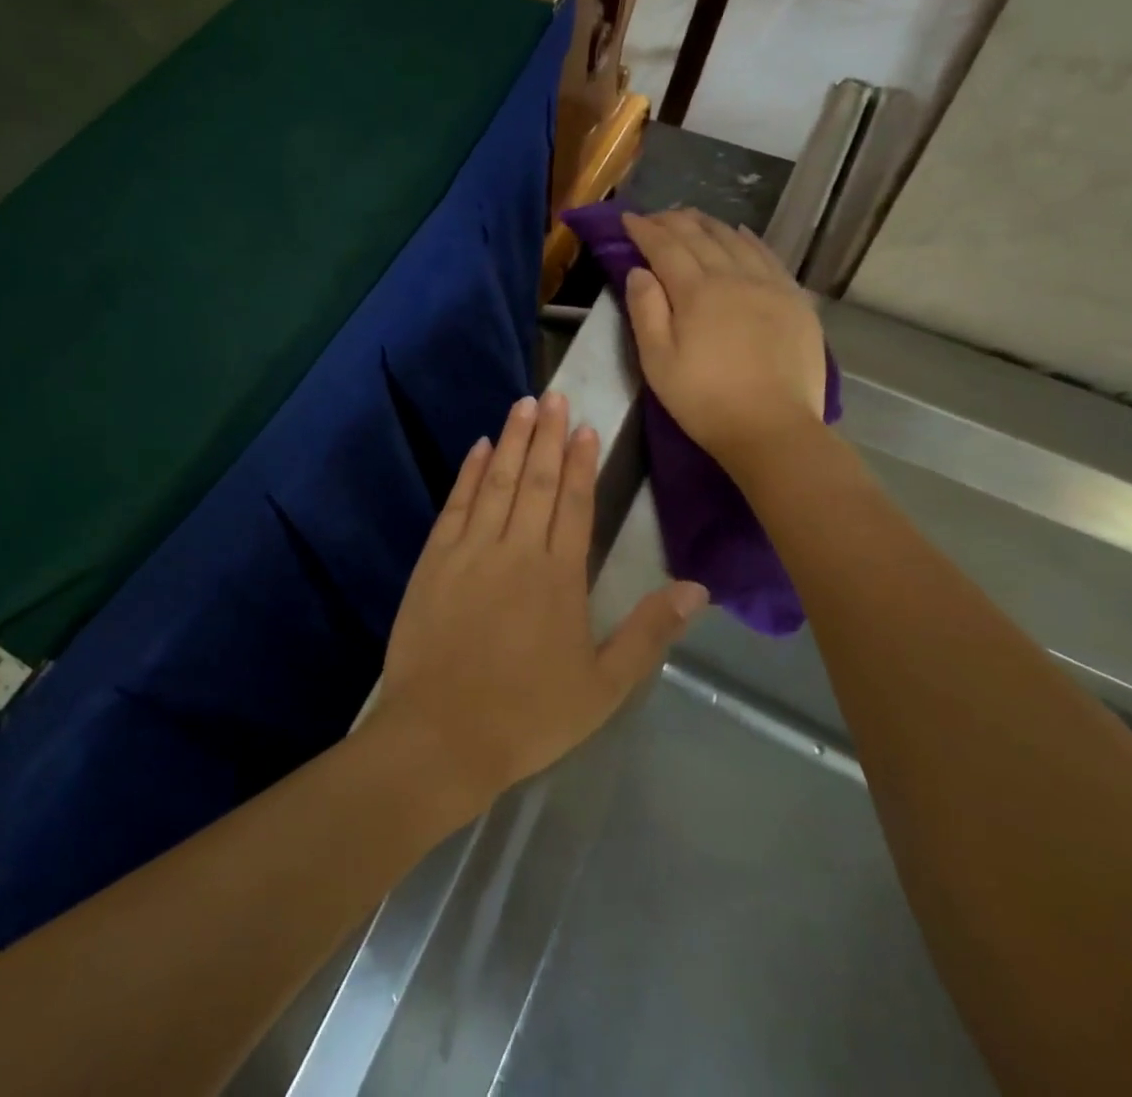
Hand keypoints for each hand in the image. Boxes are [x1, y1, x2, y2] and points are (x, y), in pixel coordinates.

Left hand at [372, 392, 706, 811]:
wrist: (441, 736)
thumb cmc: (528, 716)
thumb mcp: (603, 686)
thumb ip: (649, 633)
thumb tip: (697, 588)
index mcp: (559, 576)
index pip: (575, 503)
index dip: (582, 462)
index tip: (586, 426)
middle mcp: (515, 550)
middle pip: (537, 481)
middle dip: (548, 435)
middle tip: (555, 395)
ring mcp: (470, 551)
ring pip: (498, 482)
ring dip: (513, 441)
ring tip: (524, 404)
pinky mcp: (434, 560)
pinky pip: (456, 505)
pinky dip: (470, 473)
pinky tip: (480, 448)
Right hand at [622, 208, 827, 473]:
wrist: (772, 427)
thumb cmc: (704, 400)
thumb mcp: (657, 362)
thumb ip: (645, 311)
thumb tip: (639, 271)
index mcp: (696, 292)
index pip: (665, 248)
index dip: (645, 230)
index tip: (628, 218)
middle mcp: (734, 277)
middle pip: (700, 237)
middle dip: (674, 222)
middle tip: (656, 216)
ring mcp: (769, 285)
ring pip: (736, 240)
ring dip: (710, 225)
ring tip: (693, 218)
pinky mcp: (795, 300)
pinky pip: (769, 256)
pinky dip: (749, 239)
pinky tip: (741, 234)